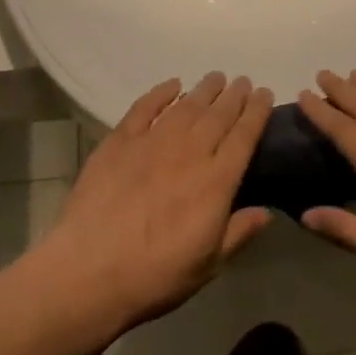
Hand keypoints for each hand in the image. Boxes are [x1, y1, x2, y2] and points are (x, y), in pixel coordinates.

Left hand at [36, 74, 272, 337]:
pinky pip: (144, 108)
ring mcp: (152, 143)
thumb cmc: (154, 276)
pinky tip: (172, 85)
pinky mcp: (119, 142)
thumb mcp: (207, 265)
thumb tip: (266, 212)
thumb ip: (238, 233)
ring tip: (216, 78)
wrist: (88, 271)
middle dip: (234, 95)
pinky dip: (160, 93)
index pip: (244, 136)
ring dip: (204, 89)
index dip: (257, 112)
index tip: (265, 93)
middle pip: (218, 115)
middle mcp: (189, 153)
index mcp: (215, 182)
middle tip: (243, 81)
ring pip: (186, 106)